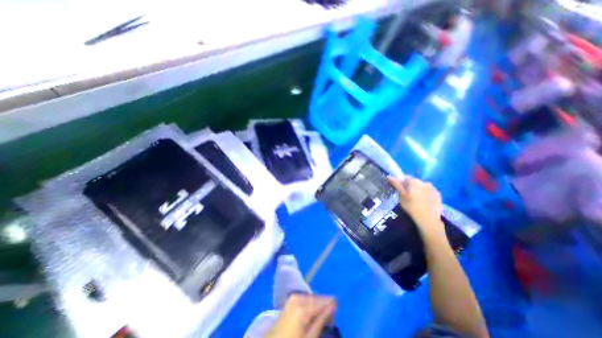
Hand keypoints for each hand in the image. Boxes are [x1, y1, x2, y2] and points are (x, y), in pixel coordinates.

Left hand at [265, 293, 336, 337]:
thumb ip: (321, 319)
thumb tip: (334, 305)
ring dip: (317, 306)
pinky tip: (312, 315)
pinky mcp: (290, 300)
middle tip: (330, 320)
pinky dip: (310, 305)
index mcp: (302, 307)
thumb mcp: (309, 337)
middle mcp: (298, 298)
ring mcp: (293, 298)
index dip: (331, 305)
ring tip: (322, 319)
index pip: (322, 301)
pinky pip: (305, 299)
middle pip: (317, 299)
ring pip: (311, 299)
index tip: (337, 311)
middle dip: (324, 306)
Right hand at [388, 177, 442, 234]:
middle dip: (410, 186)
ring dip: (418, 190)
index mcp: (414, 181)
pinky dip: (426, 195)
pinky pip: (429, 192)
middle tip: (406, 196)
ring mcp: (433, 188)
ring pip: (422, 186)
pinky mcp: (438, 195)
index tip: (399, 190)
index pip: (405, 177)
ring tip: (416, 200)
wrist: (428, 219)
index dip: (401, 183)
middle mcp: (424, 182)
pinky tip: (424, 203)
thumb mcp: (401, 195)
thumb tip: (389, 176)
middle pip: (414, 182)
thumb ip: (396, 185)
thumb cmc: (411, 206)